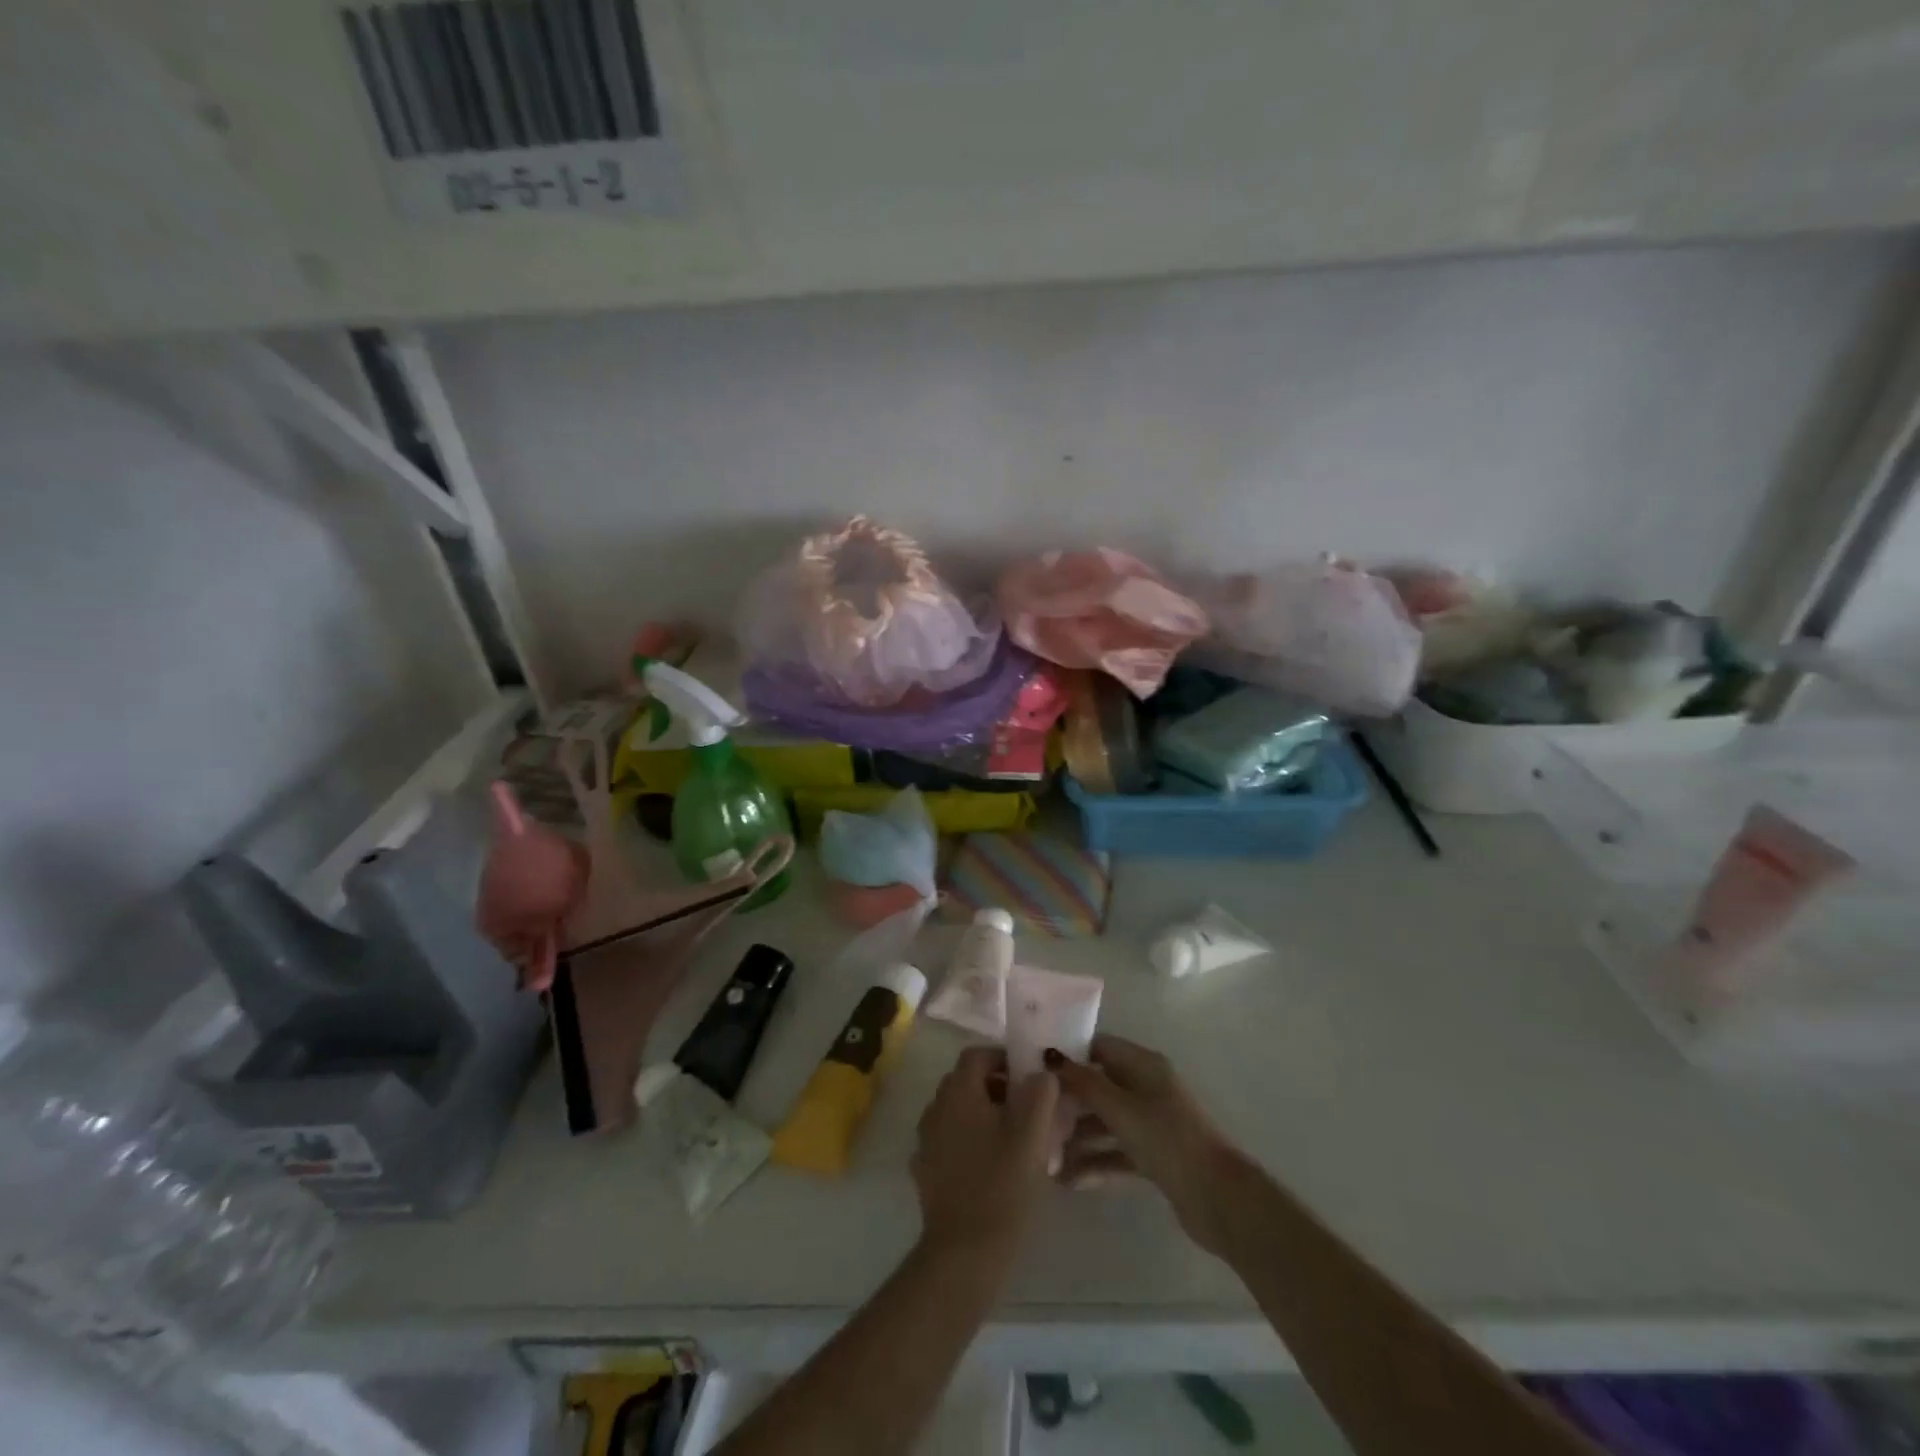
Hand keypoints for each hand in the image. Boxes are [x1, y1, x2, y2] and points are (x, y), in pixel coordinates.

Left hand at [912, 1047, 1059, 1261]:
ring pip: (958, 1112)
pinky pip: (950, 1140)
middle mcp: (935, 1108)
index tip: (1029, 1078)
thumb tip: (1041, 1073)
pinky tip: (991, 1167)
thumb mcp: (1032, 1135)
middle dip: (996, 1087)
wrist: (965, 1254)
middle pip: (966, 1082)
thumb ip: (1040, 1093)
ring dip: (983, 1115)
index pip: (976, 1055)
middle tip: (1027, 1110)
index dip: (1003, 1058)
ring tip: (1013, 1140)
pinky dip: (969, 1142)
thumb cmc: (1002, 1187)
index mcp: (958, 1092)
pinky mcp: (925, 1171)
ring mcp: (926, 1141)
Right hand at [1047, 1035, 1243, 1255]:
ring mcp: (1152, 1123)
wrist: (1219, 1198)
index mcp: (1144, 1065)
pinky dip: (1096, 1163)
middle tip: (1033, 1116)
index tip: (1035, 1068)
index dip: (1069, 1055)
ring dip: (1078, 1137)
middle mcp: (1148, 1088)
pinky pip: (1117, 1152)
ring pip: (1106, 1122)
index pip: (1099, 1047)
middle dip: (1069, 1101)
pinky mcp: (1155, 1157)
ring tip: (1045, 1156)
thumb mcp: (1121, 1108)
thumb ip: (1084, 1083)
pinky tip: (1069, 1181)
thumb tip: (1050, 1056)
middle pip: (1100, 1086)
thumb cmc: (1167, 1140)